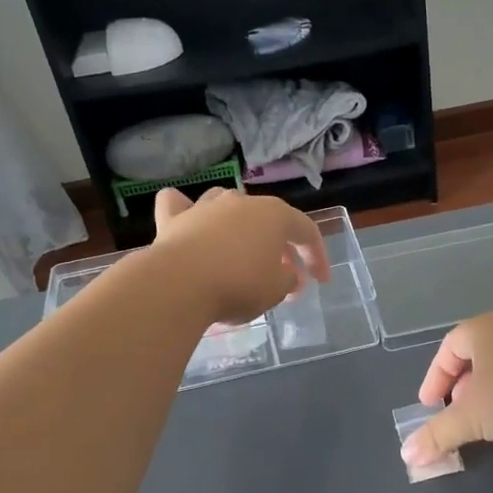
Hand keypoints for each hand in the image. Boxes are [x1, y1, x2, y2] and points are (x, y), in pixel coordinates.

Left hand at [151, 187, 328, 325]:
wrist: (179, 285)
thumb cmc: (238, 285)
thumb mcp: (276, 290)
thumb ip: (288, 280)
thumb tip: (288, 275)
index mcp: (274, 215)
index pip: (306, 231)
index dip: (317, 256)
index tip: (320, 281)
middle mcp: (241, 202)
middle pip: (269, 219)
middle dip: (280, 246)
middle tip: (285, 275)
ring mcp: (205, 206)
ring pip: (227, 205)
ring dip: (239, 226)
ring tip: (241, 251)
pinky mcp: (172, 218)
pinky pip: (180, 205)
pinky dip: (186, 211)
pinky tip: (190, 222)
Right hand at [400, 314, 492, 466]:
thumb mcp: (470, 417)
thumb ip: (437, 434)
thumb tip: (407, 455)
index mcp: (482, 329)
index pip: (448, 348)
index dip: (434, 378)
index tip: (429, 406)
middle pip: (475, 354)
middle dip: (460, 386)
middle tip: (455, 412)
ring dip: (488, 392)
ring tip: (485, 419)